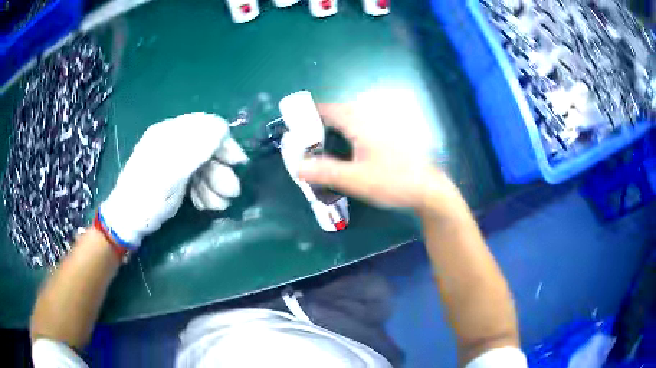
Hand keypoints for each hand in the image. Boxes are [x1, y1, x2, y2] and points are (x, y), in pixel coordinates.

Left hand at [99, 113, 247, 247]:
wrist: (127, 222)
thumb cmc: (146, 198)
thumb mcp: (170, 174)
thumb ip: (195, 149)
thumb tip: (222, 129)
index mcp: (170, 133)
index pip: (207, 126)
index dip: (225, 143)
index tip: (237, 164)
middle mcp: (174, 142)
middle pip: (208, 149)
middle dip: (220, 171)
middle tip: (229, 195)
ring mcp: (175, 161)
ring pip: (205, 167)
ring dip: (215, 186)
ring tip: (214, 206)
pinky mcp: (176, 177)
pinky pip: (198, 179)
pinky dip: (205, 192)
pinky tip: (204, 205)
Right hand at [298, 104, 457, 211]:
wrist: (428, 188)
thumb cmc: (393, 181)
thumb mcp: (356, 180)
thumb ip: (325, 172)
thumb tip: (297, 167)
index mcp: (360, 122)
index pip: (328, 108)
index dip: (309, 114)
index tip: (295, 126)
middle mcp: (371, 117)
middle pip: (339, 113)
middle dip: (320, 123)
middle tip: (307, 142)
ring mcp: (383, 124)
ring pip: (352, 119)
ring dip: (335, 128)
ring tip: (324, 146)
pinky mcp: (390, 134)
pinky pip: (363, 127)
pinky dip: (350, 134)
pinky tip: (350, 150)